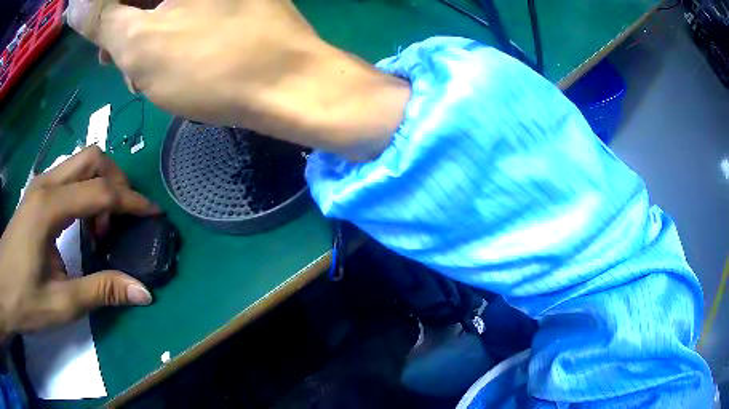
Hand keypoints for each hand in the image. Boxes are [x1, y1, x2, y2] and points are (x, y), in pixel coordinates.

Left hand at [0, 147, 159, 339]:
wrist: (5, 287)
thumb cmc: (24, 299)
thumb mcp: (61, 305)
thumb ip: (100, 291)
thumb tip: (143, 291)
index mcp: (49, 207)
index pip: (100, 190)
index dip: (131, 201)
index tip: (152, 213)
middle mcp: (46, 184)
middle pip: (91, 158)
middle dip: (115, 180)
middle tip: (122, 217)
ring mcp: (39, 186)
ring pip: (79, 163)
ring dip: (99, 185)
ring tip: (100, 226)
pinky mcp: (36, 194)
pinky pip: (68, 177)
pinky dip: (84, 191)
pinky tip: (81, 224)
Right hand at [67, 0, 410, 160]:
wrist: (288, 86)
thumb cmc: (212, 65)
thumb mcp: (140, 41)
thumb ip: (102, 17)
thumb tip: (75, 3)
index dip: (103, 11)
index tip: (101, 39)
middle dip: (123, 25)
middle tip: (117, 58)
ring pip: (159, 6)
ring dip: (142, 36)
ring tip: (144, 71)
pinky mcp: (228, 5)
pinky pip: (183, 13)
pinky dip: (166, 36)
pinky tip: (167, 65)